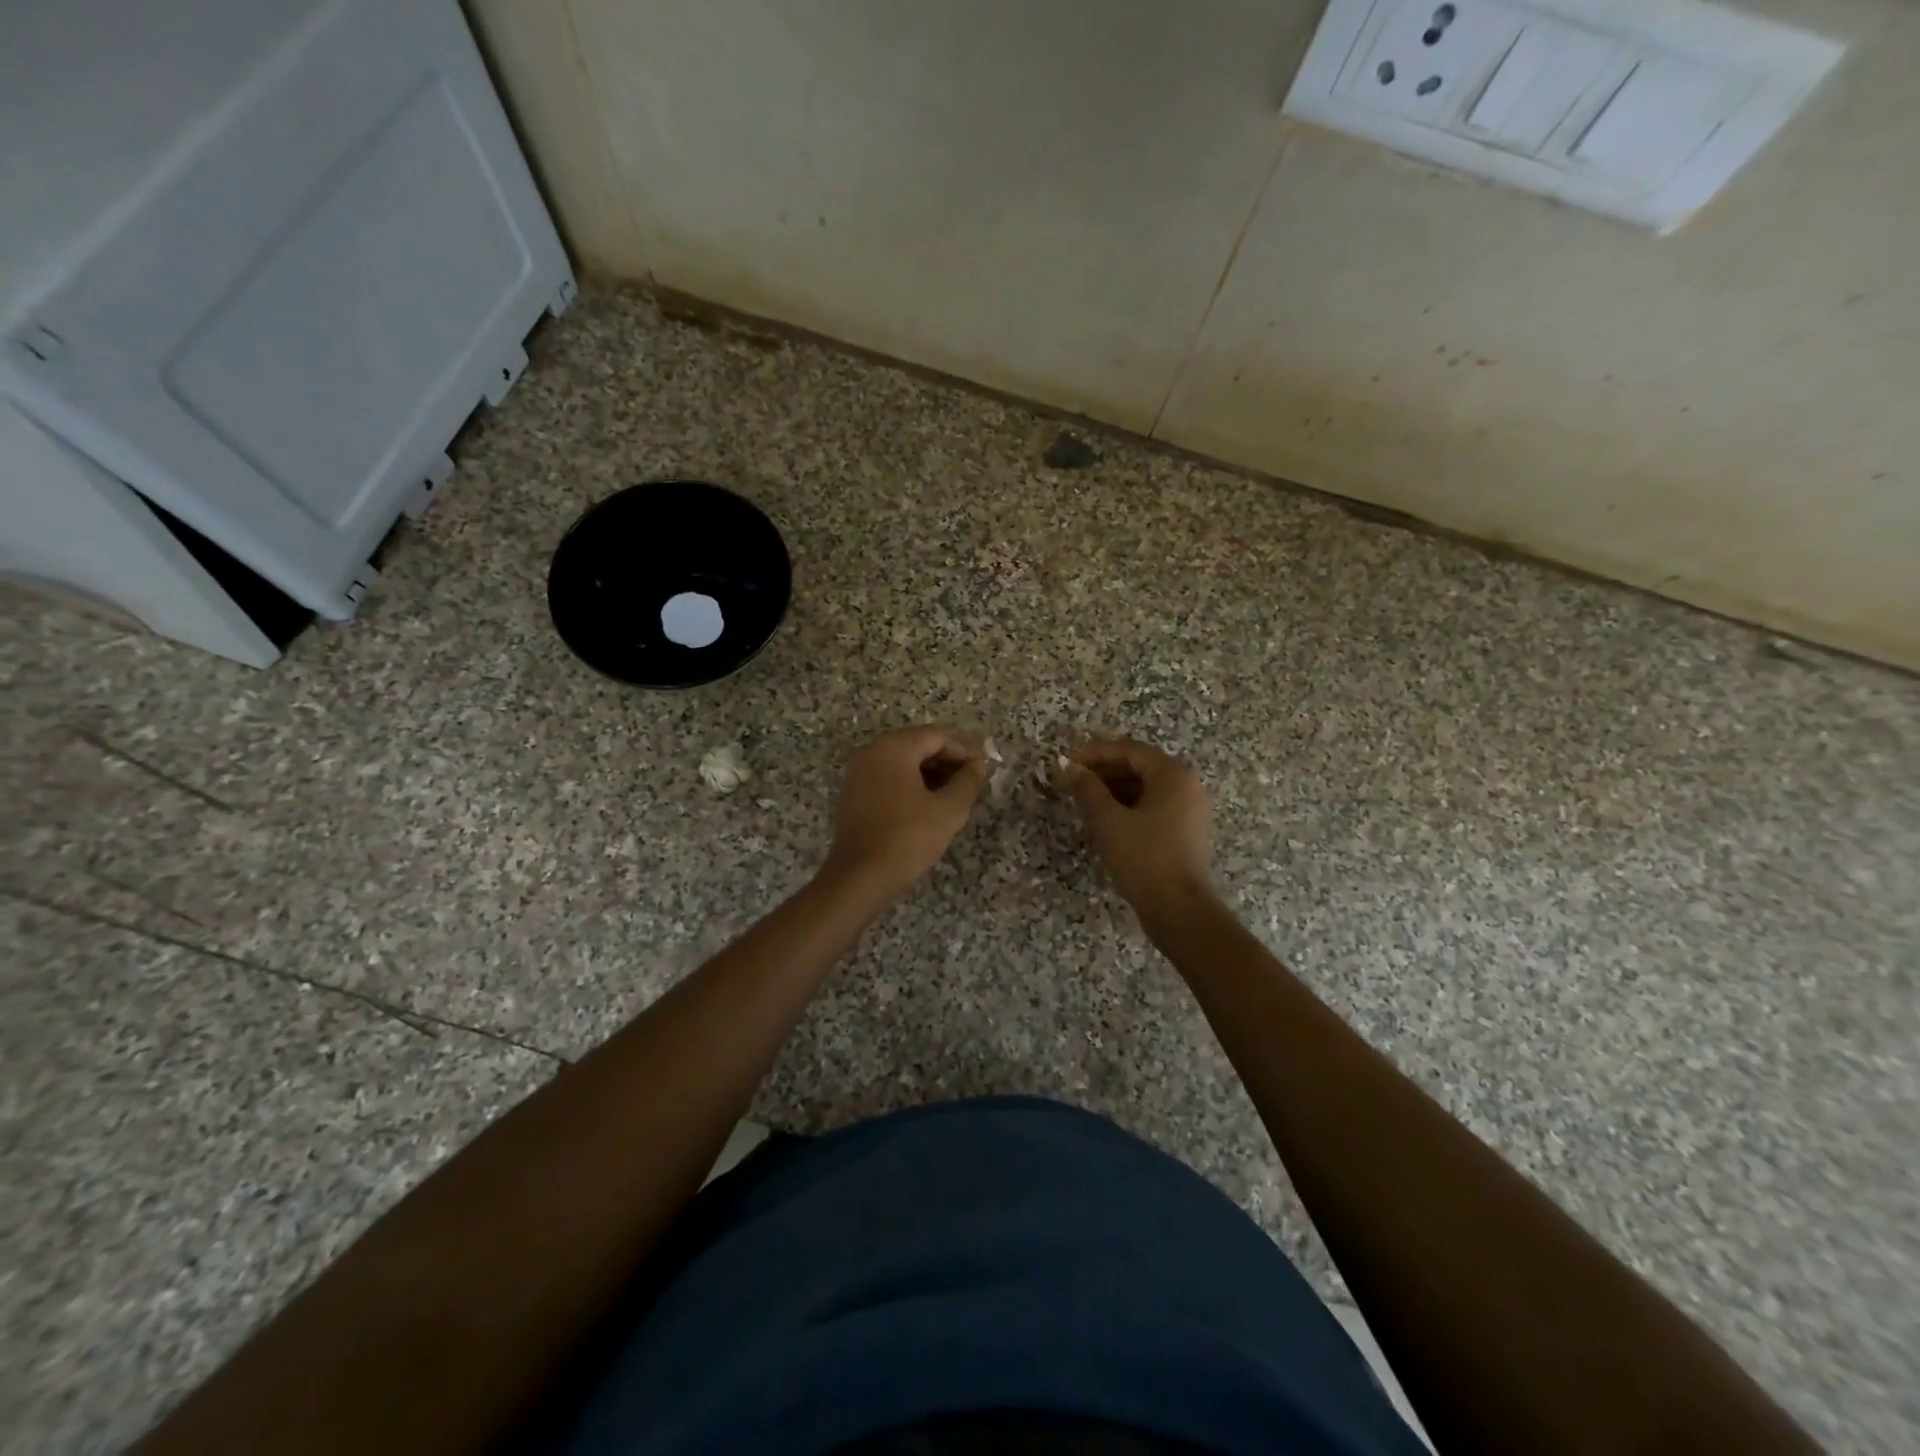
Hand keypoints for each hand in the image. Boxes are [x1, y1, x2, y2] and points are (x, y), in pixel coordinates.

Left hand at [820, 725, 988, 904]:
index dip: (965, 751)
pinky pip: (888, 777)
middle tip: (971, 784)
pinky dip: (910, 785)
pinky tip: (927, 807)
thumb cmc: (908, 838)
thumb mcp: (949, 810)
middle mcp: (872, 751)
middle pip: (918, 745)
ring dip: (930, 774)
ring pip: (903, 762)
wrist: (860, 877)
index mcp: (894, 747)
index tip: (984, 771)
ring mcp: (858, 772)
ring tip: (953, 797)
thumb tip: (979, 765)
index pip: (937, 736)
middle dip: (947, 762)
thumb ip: (968, 781)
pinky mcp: (853, 793)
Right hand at [1064, 736, 1214, 910]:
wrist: (1179, 909)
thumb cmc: (1143, 857)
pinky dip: (1128, 806)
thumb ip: (1087, 788)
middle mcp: (1187, 785)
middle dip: (1103, 771)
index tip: (1067, 762)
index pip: (1129, 750)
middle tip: (1072, 781)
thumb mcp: (1108, 820)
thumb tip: (1070, 768)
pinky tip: (1105, 819)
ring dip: (1113, 789)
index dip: (1095, 753)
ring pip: (1145, 788)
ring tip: (1083, 799)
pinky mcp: (1186, 832)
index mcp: (1173, 775)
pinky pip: (1153, 807)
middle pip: (1139, 767)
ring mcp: (1190, 810)